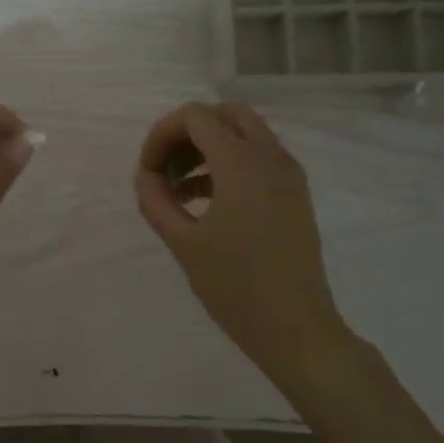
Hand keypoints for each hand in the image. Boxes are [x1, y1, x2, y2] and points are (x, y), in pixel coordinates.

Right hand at [134, 102, 353, 383]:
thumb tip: (146, 175)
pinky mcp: (295, 194)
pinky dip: (228, 164)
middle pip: (224, 114)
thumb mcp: (182, 243)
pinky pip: (259, 158)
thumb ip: (155, 200)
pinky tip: (205, 202)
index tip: (147, 171)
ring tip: (178, 189)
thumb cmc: (235, 287)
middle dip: (188, 133)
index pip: (195, 116)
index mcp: (241, 163)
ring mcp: (289, 175)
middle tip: (166, 168)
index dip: (161, 135)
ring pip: (244, 133)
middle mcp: (270, 157)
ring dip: (208, 148)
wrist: (296, 328)